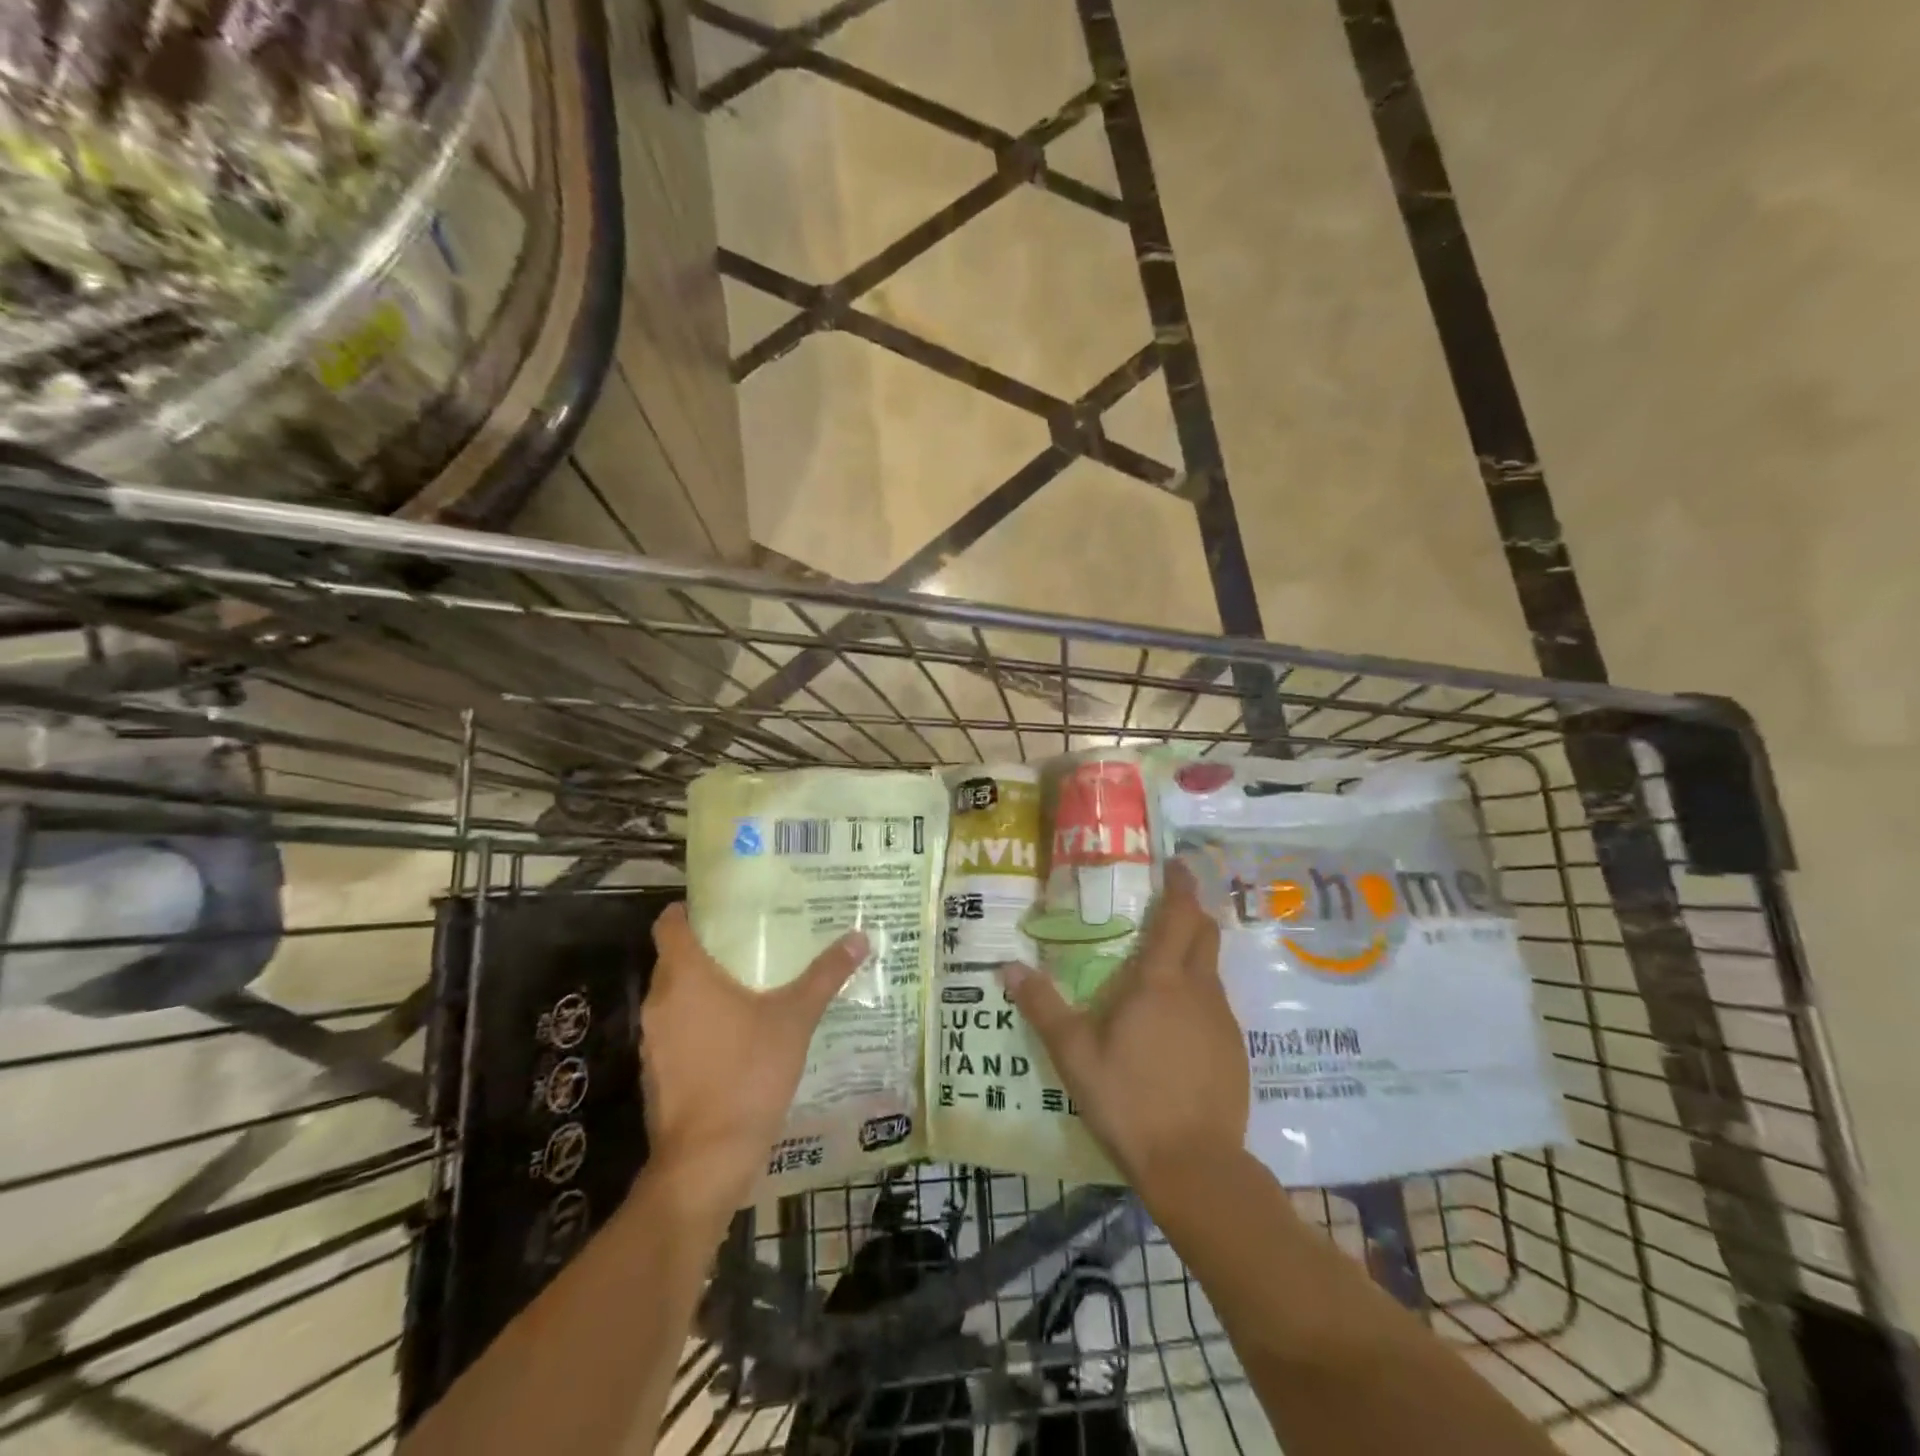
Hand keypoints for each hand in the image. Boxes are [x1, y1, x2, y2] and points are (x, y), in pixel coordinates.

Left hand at [643, 905, 867, 1215]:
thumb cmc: (748, 1073)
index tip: (722, 908)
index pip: (670, 923)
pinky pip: (677, 1031)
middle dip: (710, 949)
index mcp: (685, 976)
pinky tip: (738, 1035)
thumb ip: (825, 976)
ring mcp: (654, 1041)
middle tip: (753, 942)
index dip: (691, 911)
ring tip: (751, 984)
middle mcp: (660, 1001)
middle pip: (675, 959)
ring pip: (677, 998)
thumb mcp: (795, 1019)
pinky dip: (700, 1025)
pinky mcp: (657, 1073)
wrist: (707, 1159)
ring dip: (705, 990)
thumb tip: (859, 938)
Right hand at [1000, 859, 1247, 1201]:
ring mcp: (1223, 1021)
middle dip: (1191, 910)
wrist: (1195, 1166)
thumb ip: (1042, 1006)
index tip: (1175, 863)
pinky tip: (1174, 1023)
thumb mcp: (1074, 1053)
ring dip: (1193, 954)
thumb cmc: (1129, 1100)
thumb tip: (1007, 966)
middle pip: (1205, 933)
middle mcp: (1199, 990)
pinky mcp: (1235, 1051)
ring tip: (1160, 965)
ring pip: (1211, 970)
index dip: (1180, 884)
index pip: (1179, 915)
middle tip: (1165, 904)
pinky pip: (1216, 1005)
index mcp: (1161, 981)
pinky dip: (1197, 994)